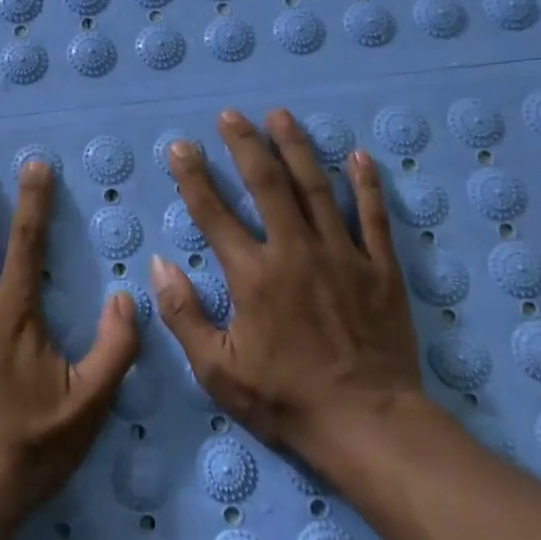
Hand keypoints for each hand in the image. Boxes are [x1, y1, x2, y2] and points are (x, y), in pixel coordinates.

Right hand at [151, 109, 423, 460]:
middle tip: (231, 115)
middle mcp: (295, 252)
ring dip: (297, 148)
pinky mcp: (380, 268)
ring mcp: (342, 255)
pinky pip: (374, 216)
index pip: (214, 214)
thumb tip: (160, 264)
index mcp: (253, 276)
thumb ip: (184, 315)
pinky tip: (359, 155)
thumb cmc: (286, 399)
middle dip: (246, 145)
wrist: (368, 424)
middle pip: (267, 185)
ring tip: (281, 116)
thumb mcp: (218, 371)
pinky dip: (367, 184)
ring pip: (317, 188)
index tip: (181, 147)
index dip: (194, 177)